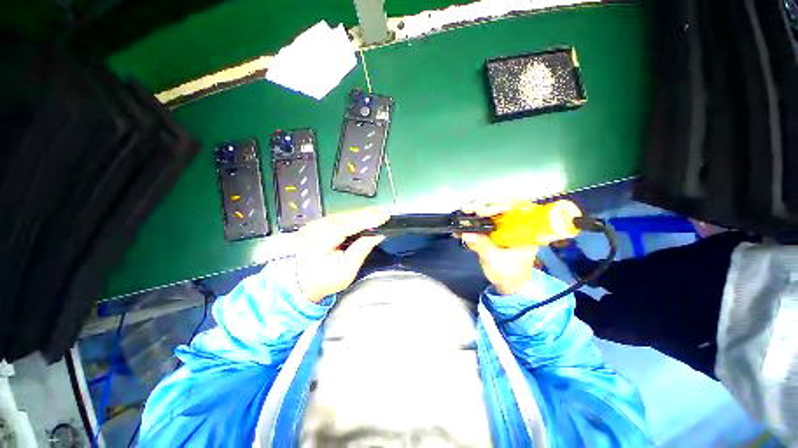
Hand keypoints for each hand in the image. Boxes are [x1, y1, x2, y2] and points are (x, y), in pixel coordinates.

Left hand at [294, 207, 389, 302]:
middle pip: (345, 216)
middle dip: (365, 214)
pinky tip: (359, 218)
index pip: (349, 224)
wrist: (298, 283)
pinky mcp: (314, 226)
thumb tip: (375, 237)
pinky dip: (348, 218)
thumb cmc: (322, 281)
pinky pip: (334, 219)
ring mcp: (313, 225)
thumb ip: (359, 252)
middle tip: (384, 213)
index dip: (368, 219)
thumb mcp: (344, 273)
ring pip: (339, 215)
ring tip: (376, 214)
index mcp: (322, 239)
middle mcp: (316, 227)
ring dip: (358, 215)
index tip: (384, 216)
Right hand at [460, 203, 537, 295]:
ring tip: (465, 212)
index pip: (516, 208)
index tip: (484, 210)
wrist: (511, 287)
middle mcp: (519, 223)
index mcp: (526, 230)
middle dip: (485, 205)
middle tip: (470, 209)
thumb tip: (466, 233)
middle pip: (503, 204)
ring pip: (494, 209)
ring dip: (479, 209)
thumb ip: (482, 246)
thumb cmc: (510, 275)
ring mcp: (508, 225)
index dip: (500, 205)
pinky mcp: (498, 229)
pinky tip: (464, 220)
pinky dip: (476, 219)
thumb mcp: (495, 261)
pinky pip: (488, 219)